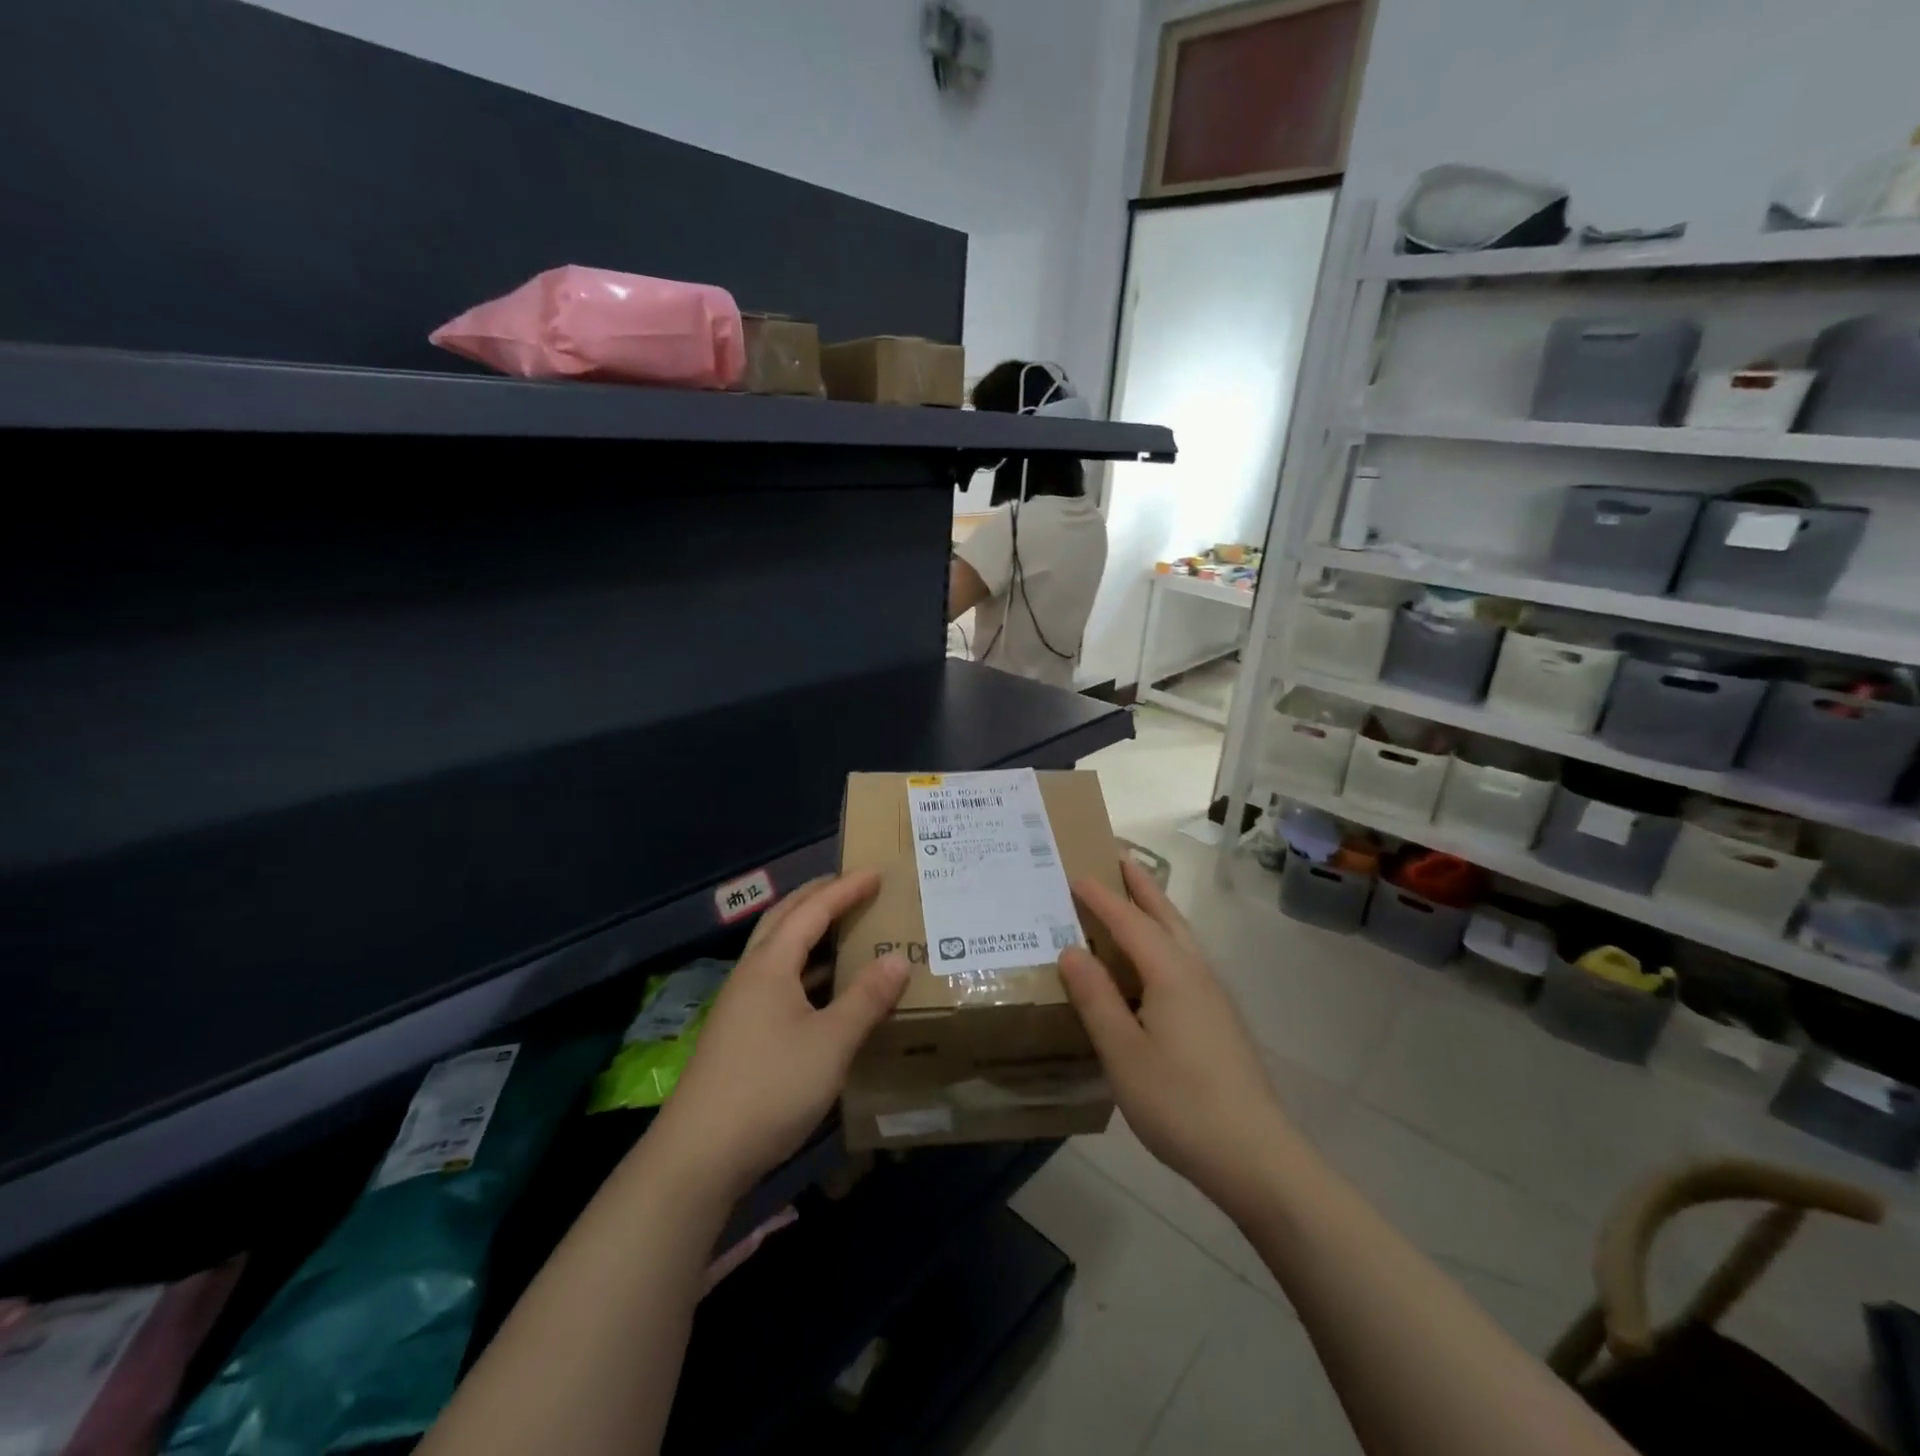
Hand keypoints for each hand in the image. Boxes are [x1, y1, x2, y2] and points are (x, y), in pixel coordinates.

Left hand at [649, 872, 907, 1197]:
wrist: (698, 1156)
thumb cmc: (770, 1087)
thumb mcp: (831, 1042)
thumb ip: (866, 998)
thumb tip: (898, 958)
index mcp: (770, 965)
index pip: (812, 911)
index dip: (845, 889)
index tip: (876, 873)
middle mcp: (751, 975)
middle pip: (784, 919)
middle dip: (818, 897)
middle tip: (852, 885)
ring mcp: (741, 1005)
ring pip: (778, 951)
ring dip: (809, 932)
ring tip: (843, 927)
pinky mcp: (739, 1034)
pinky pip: (778, 981)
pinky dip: (805, 969)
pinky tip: (824, 989)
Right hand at [1058, 860, 1297, 1216]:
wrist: (1256, 1156)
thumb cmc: (1180, 1103)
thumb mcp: (1123, 1052)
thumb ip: (1096, 998)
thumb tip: (1070, 950)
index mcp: (1170, 973)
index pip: (1128, 921)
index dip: (1100, 897)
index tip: (1074, 873)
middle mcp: (1196, 972)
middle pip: (1164, 915)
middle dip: (1140, 884)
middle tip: (1117, 856)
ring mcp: (1213, 996)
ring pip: (1180, 936)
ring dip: (1156, 908)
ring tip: (1134, 896)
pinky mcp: (1219, 1019)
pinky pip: (1185, 958)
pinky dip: (1164, 939)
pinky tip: (1154, 963)